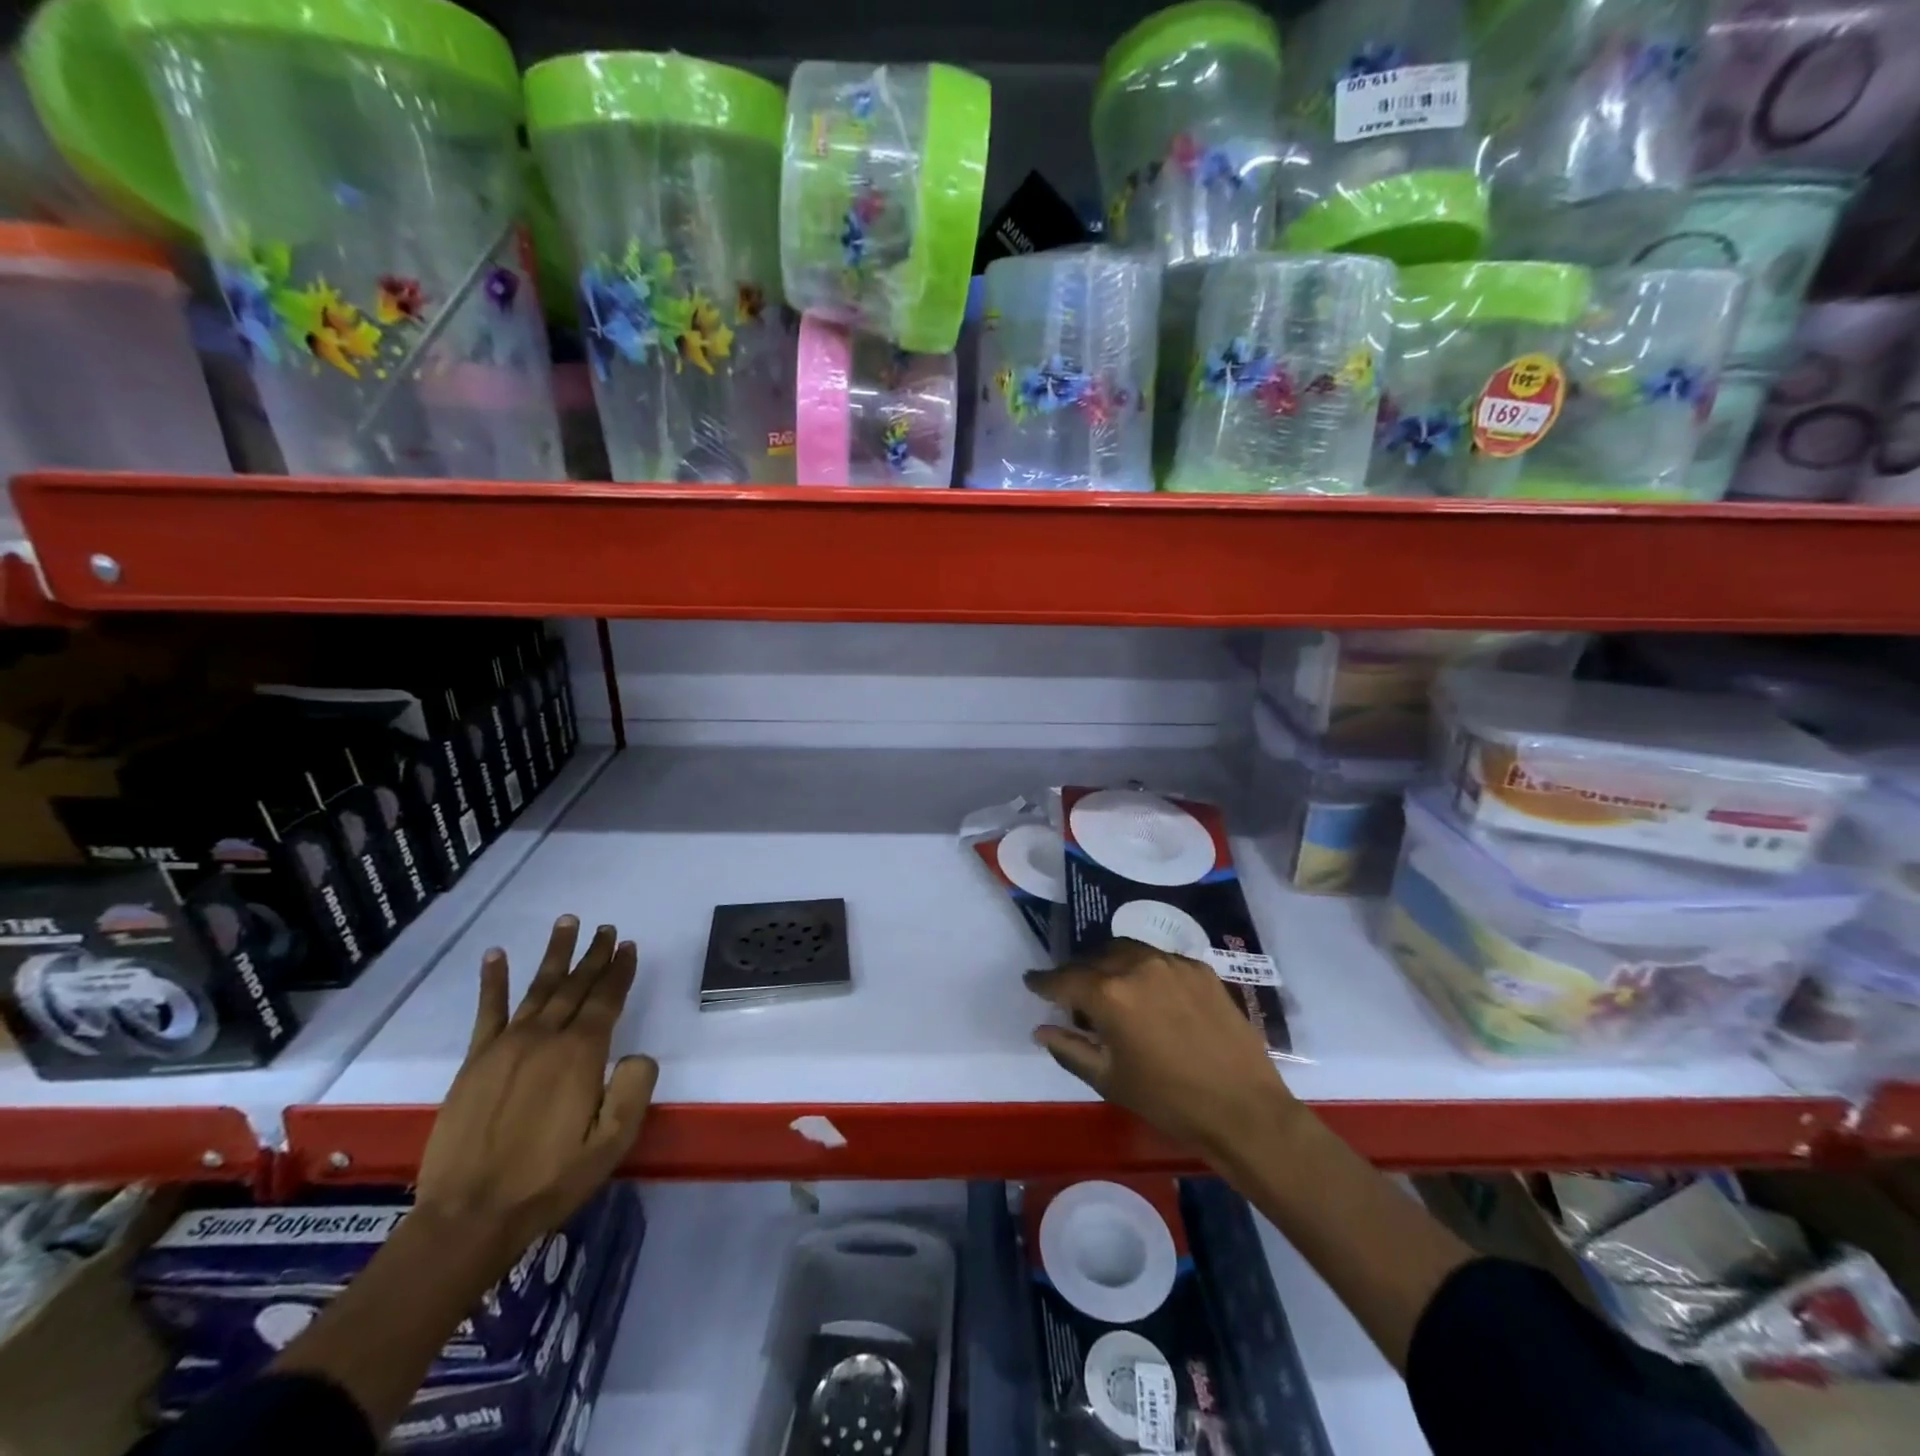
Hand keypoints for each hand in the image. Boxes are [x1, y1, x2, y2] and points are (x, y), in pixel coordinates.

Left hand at [416, 917, 657, 1257]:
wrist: (470, 1216)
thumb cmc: (550, 1180)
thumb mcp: (612, 1143)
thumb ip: (634, 1090)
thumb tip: (637, 1054)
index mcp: (581, 1055)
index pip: (607, 999)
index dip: (620, 971)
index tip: (629, 946)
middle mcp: (546, 1038)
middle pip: (576, 986)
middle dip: (594, 955)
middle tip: (607, 929)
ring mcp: (506, 1046)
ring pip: (538, 987)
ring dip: (555, 954)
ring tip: (567, 923)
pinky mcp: (475, 1061)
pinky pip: (488, 1011)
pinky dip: (494, 981)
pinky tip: (496, 956)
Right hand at [1025, 939, 1296, 1159]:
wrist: (1244, 1109)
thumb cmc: (1169, 1101)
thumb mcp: (1110, 1080)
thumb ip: (1070, 1048)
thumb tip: (1042, 1029)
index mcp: (1109, 994)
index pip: (1063, 978)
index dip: (1043, 981)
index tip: (1032, 982)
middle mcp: (1137, 965)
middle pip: (1094, 958)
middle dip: (1078, 973)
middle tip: (1074, 997)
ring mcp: (1172, 963)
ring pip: (1127, 950)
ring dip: (1111, 964)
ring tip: (1112, 990)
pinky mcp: (1200, 969)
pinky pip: (1160, 960)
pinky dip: (1144, 970)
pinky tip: (1151, 995)